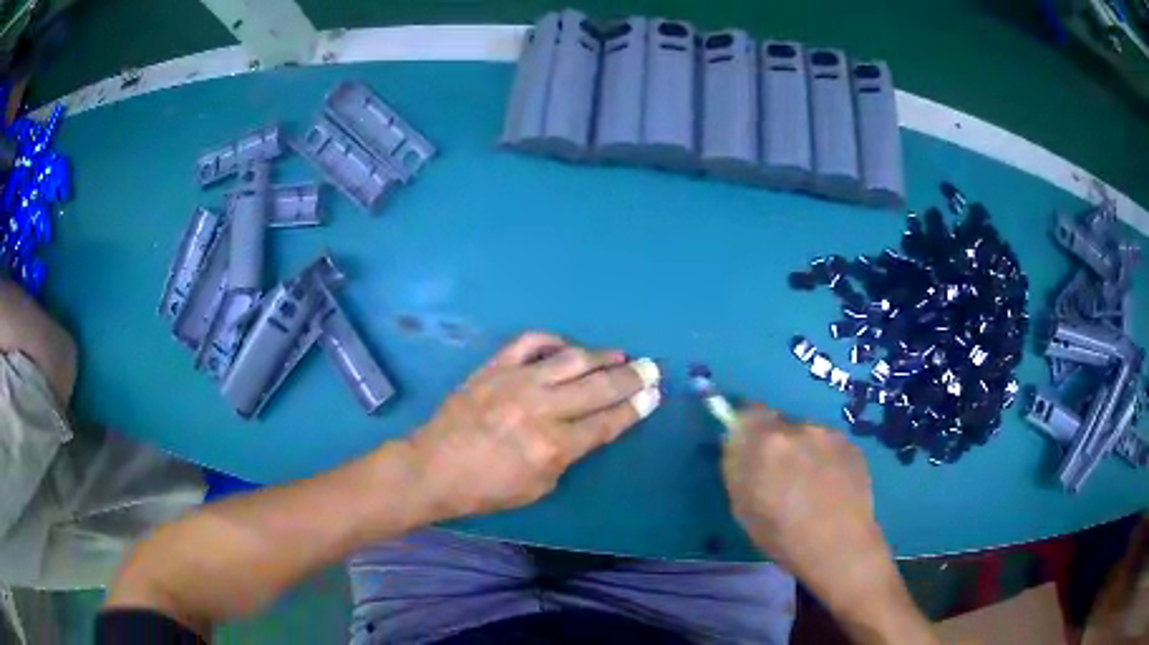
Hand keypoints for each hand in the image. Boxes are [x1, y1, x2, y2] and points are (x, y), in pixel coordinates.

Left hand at [408, 332, 660, 518]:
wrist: (433, 468)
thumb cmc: (486, 489)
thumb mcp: (537, 487)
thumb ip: (567, 456)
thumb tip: (585, 429)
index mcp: (553, 446)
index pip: (607, 422)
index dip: (635, 408)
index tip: (654, 394)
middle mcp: (540, 408)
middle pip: (598, 387)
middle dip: (632, 377)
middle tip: (651, 368)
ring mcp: (515, 382)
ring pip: (570, 359)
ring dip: (601, 356)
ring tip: (620, 355)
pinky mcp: (493, 367)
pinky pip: (529, 343)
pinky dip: (552, 340)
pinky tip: (567, 346)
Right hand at [723, 406, 936, 643]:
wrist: (840, 547)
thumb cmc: (783, 536)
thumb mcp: (742, 508)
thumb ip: (738, 468)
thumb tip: (739, 447)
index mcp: (764, 442)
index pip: (748, 413)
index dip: (746, 431)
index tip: (748, 452)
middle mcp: (798, 427)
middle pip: (779, 424)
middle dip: (776, 444)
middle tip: (780, 475)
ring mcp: (829, 434)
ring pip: (806, 434)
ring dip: (802, 451)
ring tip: (810, 484)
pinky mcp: (851, 444)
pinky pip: (829, 445)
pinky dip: (825, 459)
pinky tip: (830, 487)